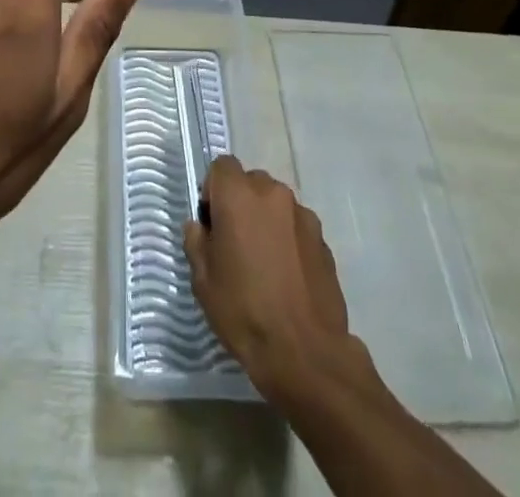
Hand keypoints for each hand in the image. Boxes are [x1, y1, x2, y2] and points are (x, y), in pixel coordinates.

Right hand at [186, 156, 358, 402]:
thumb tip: (200, 227)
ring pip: (275, 204)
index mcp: (238, 196)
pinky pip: (296, 226)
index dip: (213, 189)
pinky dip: (288, 239)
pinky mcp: (323, 239)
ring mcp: (302, 214)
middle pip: (250, 182)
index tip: (212, 222)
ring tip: (264, 263)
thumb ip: (196, 242)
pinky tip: (287, 276)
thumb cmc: (244, 312)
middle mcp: (272, 193)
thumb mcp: (203, 281)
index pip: (221, 166)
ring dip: (266, 220)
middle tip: (236, 244)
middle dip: (241, 204)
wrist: (305, 353)